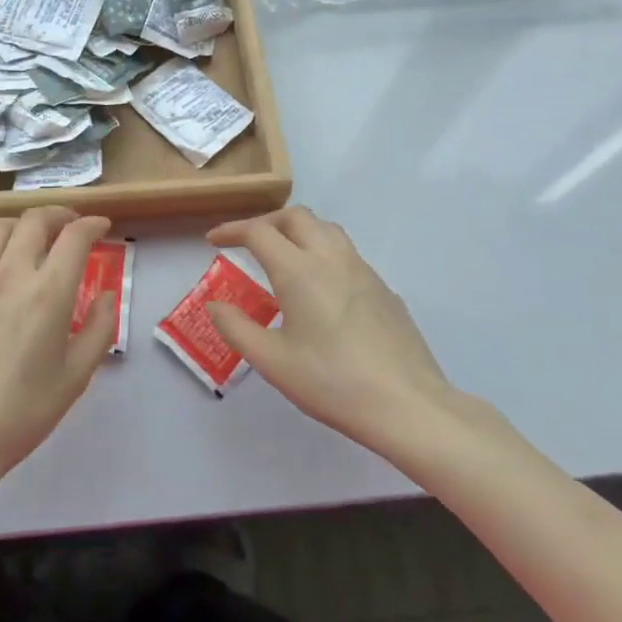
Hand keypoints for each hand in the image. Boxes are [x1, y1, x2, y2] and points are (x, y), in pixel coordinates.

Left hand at [0, 207, 119, 493]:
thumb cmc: (19, 413)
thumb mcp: (75, 377)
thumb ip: (99, 329)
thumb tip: (105, 294)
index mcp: (48, 292)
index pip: (75, 237)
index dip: (92, 224)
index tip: (101, 227)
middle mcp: (10, 273)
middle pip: (34, 219)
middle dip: (59, 215)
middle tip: (69, 227)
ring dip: (20, 226)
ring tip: (29, 241)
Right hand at [206, 207, 459, 460]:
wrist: (408, 405)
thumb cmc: (333, 382)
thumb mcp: (272, 362)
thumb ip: (236, 328)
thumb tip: (215, 305)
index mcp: (299, 271)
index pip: (259, 232)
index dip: (232, 230)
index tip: (214, 240)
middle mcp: (331, 258)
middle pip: (296, 216)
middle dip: (266, 222)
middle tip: (247, 242)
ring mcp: (363, 270)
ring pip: (326, 228)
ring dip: (298, 230)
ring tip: (283, 255)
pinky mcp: (383, 288)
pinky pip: (346, 253)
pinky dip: (322, 252)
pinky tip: (320, 288)